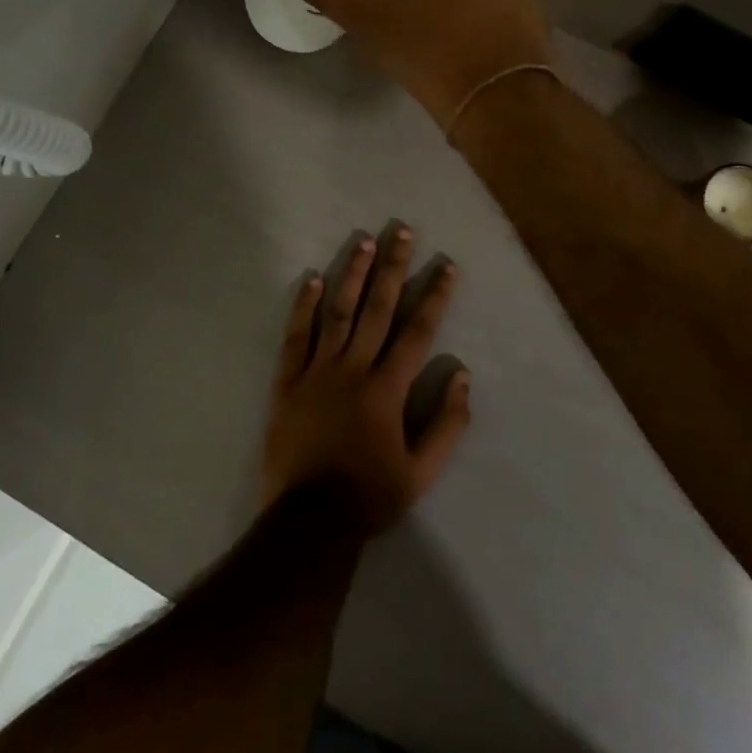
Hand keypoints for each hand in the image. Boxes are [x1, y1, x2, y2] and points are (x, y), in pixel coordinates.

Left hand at [261, 225, 472, 532]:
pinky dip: (304, 306)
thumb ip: (448, 424)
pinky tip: (312, 278)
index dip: (435, 297)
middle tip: (402, 231)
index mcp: (387, 389)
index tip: (446, 266)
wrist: (310, 521)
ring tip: (364, 242)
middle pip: (378, 309)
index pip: (417, 332)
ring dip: (353, 275)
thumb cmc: (370, 495)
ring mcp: (317, 371)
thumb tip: (463, 375)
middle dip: (394, 268)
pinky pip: (296, 336)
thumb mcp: (422, 472)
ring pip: (337, 312)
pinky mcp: (288, 381)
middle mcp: (354, 369)